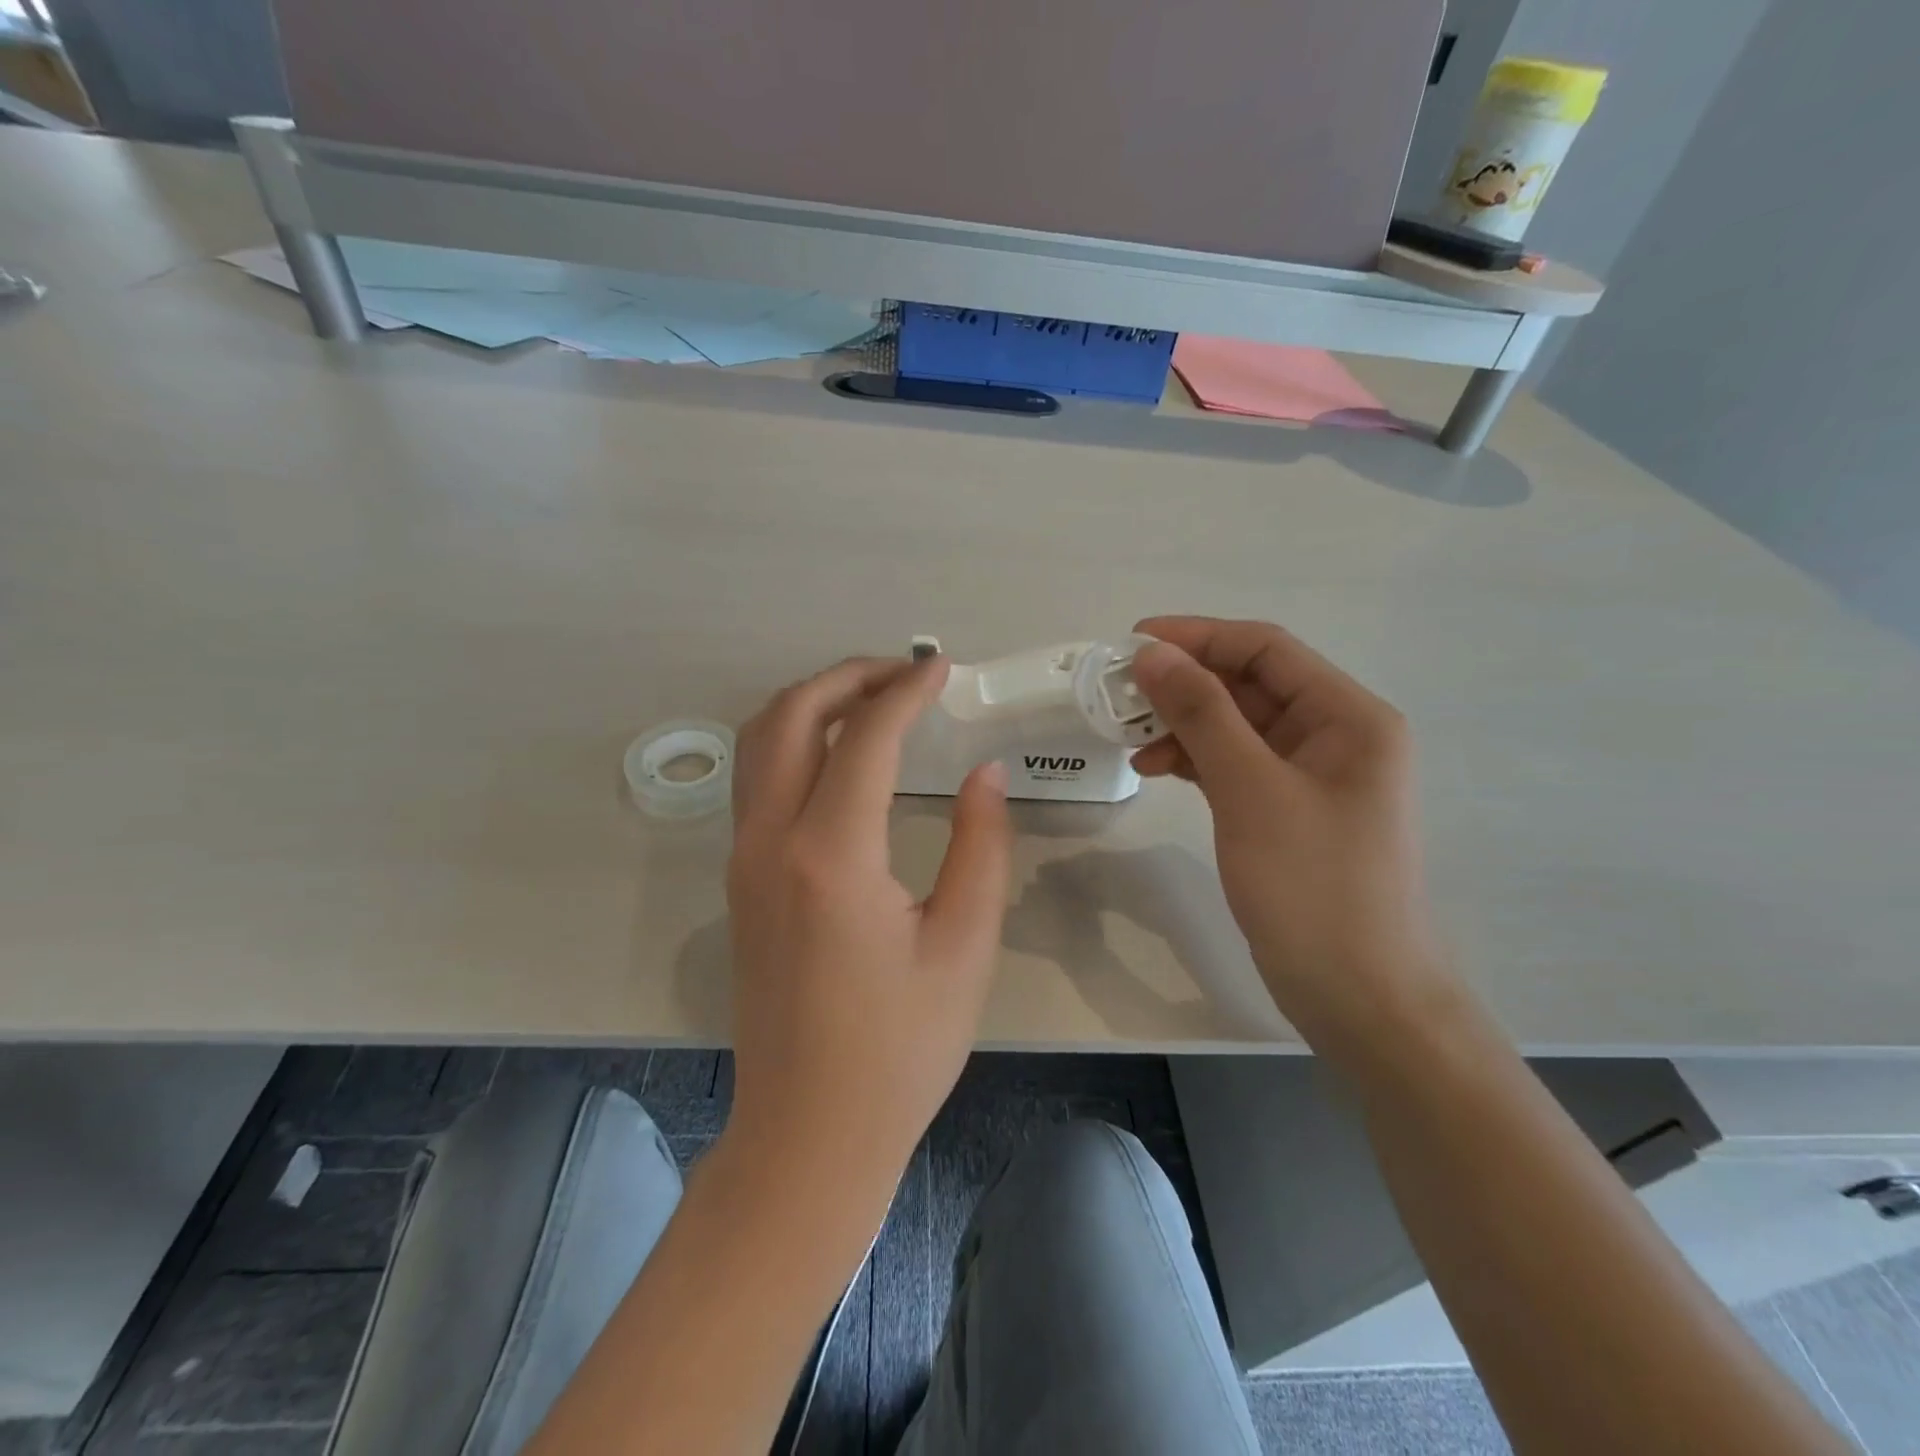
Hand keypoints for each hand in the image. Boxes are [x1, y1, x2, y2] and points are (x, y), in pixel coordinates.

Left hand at [723, 654, 1011, 1202]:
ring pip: (759, 742)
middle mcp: (769, 842)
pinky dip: (793, 742)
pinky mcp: (738, 882)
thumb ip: (981, 845)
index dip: (906, 692)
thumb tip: (987, 773)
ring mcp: (742, 860)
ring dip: (812, 704)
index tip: (943, 670)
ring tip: (872, 703)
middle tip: (904, 675)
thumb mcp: (964, 945)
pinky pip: (756, 781)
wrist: (809, 1134)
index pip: (865, 737)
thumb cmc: (899, 1049)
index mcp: (831, 856)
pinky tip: (840, 758)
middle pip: (789, 717)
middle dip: (847, 678)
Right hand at [1129, 617, 1445, 1042]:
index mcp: (1349, 717)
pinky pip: (1236, 764)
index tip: (1133, 642)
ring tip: (1129, 738)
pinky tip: (1156, 768)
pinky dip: (1196, 760)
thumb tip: (1154, 654)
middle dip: (1185, 684)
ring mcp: (1312, 776)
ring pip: (1237, 726)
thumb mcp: (1251, 790)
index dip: (1198, 636)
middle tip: (1120, 693)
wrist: (1360, 997)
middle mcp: (1336, 735)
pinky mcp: (1288, 811)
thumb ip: (1202, 714)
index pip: (1266, 649)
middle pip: (1251, 685)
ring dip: (1184, 724)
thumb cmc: (1314, 887)